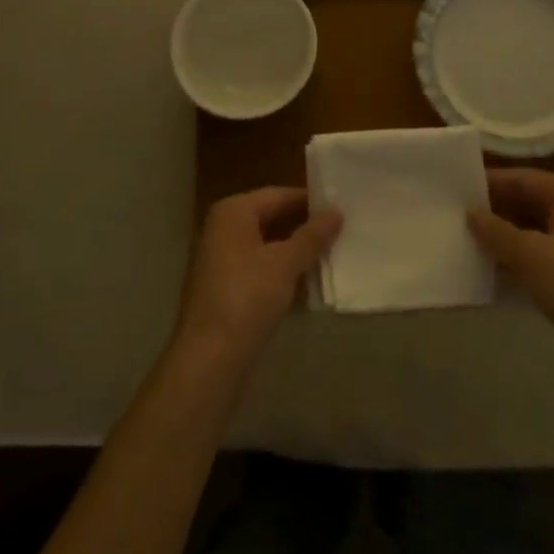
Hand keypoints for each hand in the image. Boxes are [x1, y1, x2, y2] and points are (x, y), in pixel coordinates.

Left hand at [176, 186, 341, 368]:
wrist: (210, 358)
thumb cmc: (247, 298)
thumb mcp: (285, 263)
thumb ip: (312, 236)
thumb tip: (336, 211)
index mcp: (233, 212)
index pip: (279, 195)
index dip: (311, 201)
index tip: (342, 208)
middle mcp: (223, 228)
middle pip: (272, 218)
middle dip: (305, 226)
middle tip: (343, 230)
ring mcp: (222, 258)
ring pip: (268, 244)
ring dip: (297, 250)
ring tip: (334, 254)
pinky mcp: (226, 286)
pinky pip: (261, 267)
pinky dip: (284, 270)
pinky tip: (311, 281)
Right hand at [469, 168, 553, 399]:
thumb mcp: (532, 256)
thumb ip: (497, 231)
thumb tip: (471, 213)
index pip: (521, 178)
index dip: (487, 183)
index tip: (450, 189)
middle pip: (524, 203)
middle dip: (491, 211)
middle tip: (448, 215)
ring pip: (528, 233)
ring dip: (498, 238)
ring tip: (457, 240)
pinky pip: (534, 259)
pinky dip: (512, 262)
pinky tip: (482, 270)